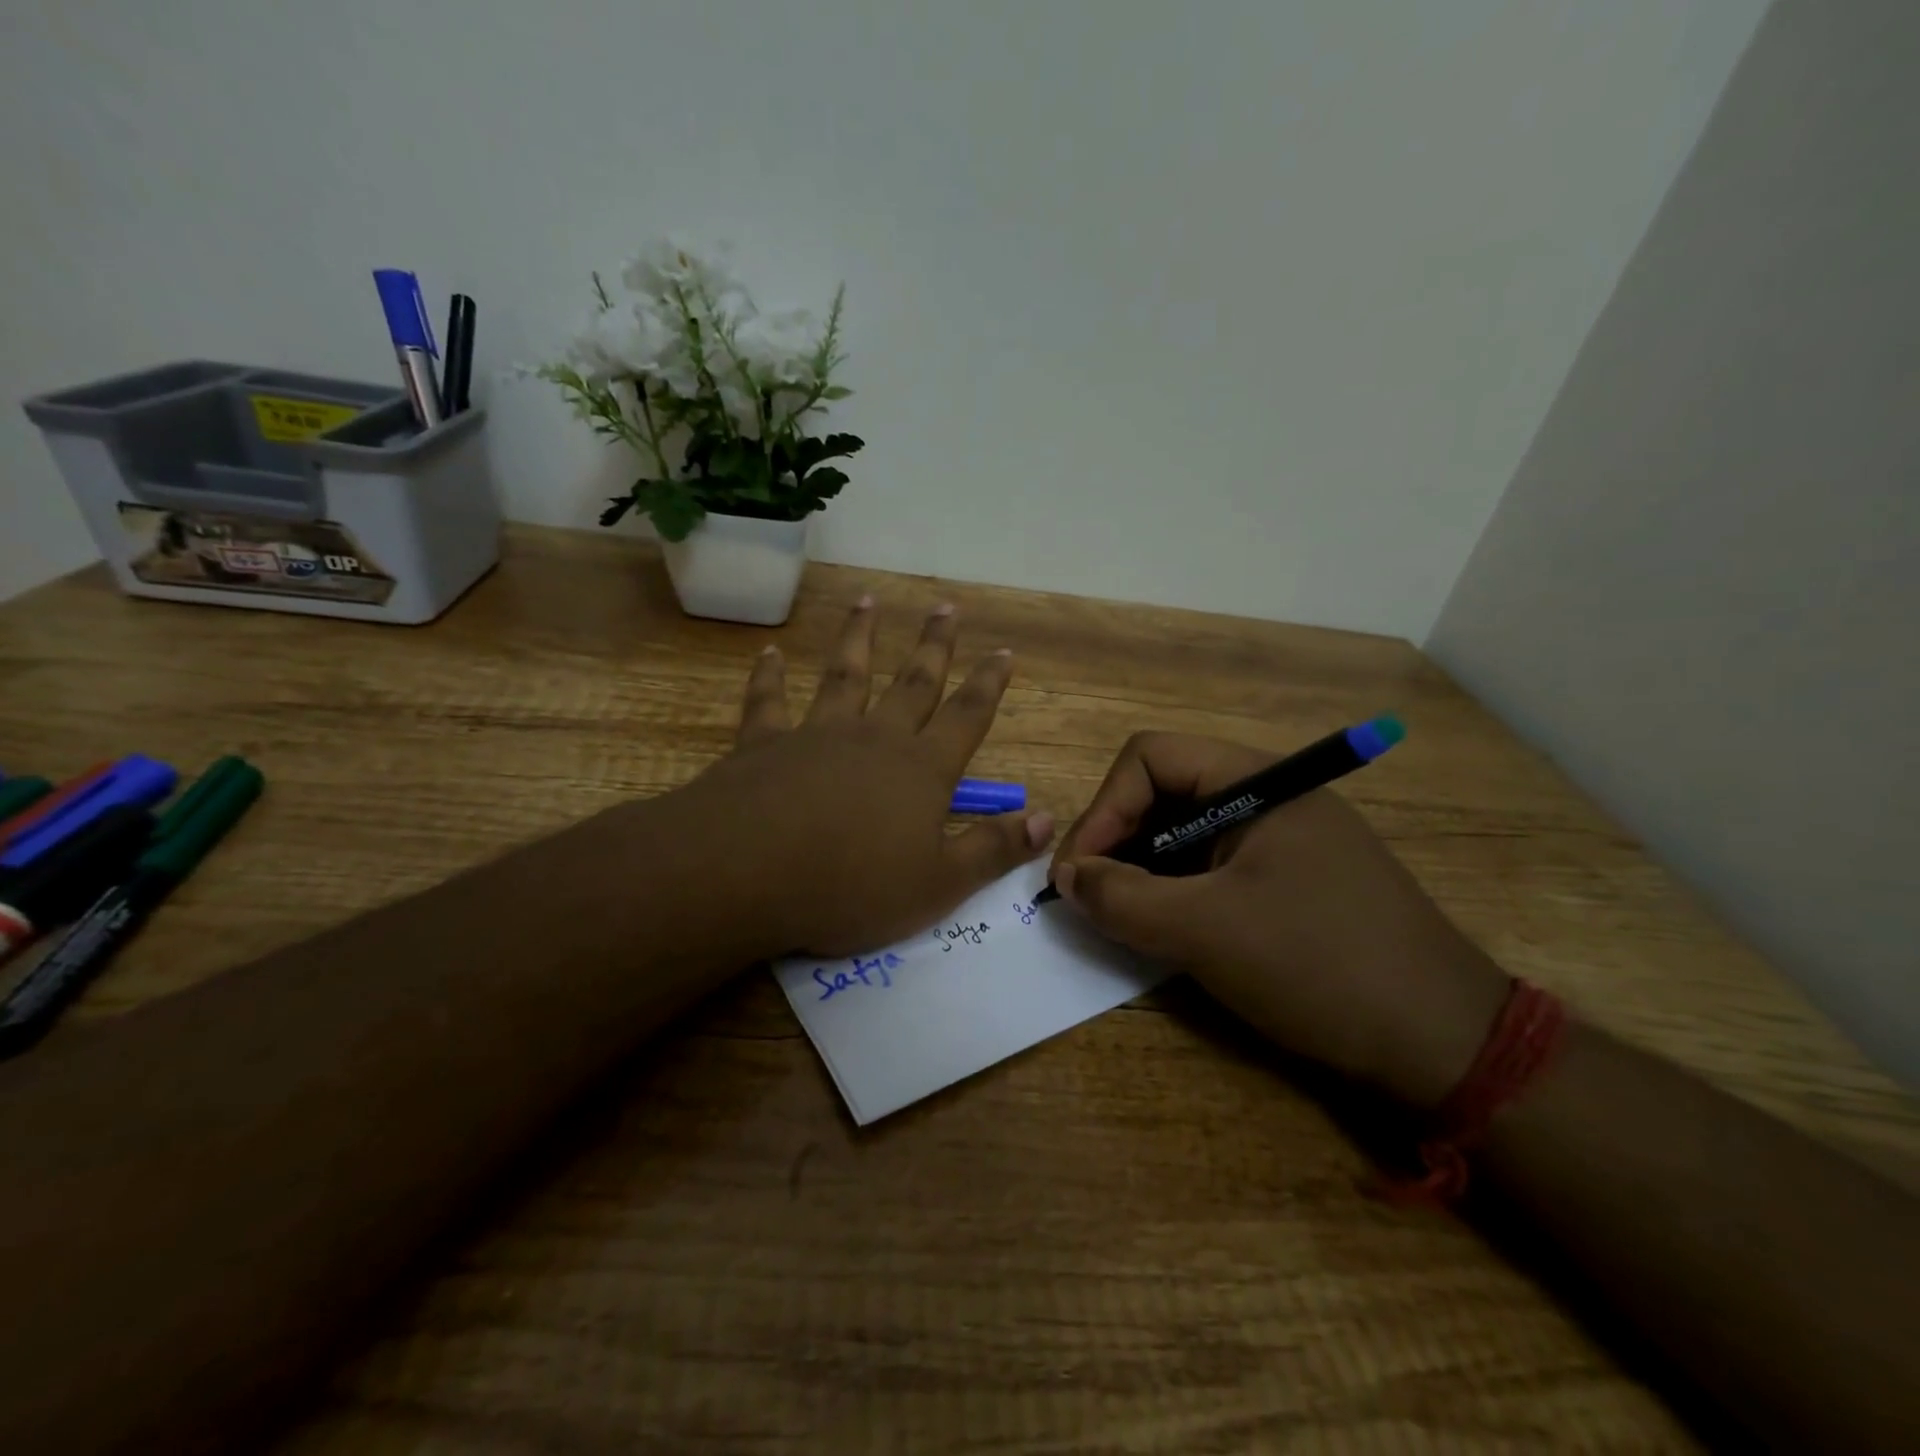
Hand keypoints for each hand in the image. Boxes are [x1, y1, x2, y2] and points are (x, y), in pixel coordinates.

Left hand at [676, 598, 1053, 957]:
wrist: (749, 873)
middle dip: (933, 645)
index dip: (989, 684)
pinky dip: (769, 676)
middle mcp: (875, 738)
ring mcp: (817, 734)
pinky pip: (768, 701)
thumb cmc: (852, 886)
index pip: (967, 716)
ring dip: (858, 638)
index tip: (1003, 651)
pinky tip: (769, 653)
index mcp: (921, 770)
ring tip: (866, 602)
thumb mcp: (938, 885)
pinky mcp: (763, 744)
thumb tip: (1046, 818)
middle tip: (945, 607)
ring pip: (845, 675)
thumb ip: (993, 849)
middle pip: (913, 682)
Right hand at [1050, 733, 1509, 1107]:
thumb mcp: (1205, 931)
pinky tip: (1168, 929)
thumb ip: (1122, 897)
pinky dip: (1178, 891)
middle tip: (1091, 898)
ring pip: (1186, 832)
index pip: (1149, 758)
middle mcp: (1270, 796)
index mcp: (1257, 780)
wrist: (1446, 1045)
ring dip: (1144, 869)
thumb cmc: (1319, 965)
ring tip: (1123, 917)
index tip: (1078, 874)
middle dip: (1118, 839)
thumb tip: (1065, 877)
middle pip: (1165, 791)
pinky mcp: (1292, 880)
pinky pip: (1215, 867)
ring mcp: (1284, 839)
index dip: (1103, 808)